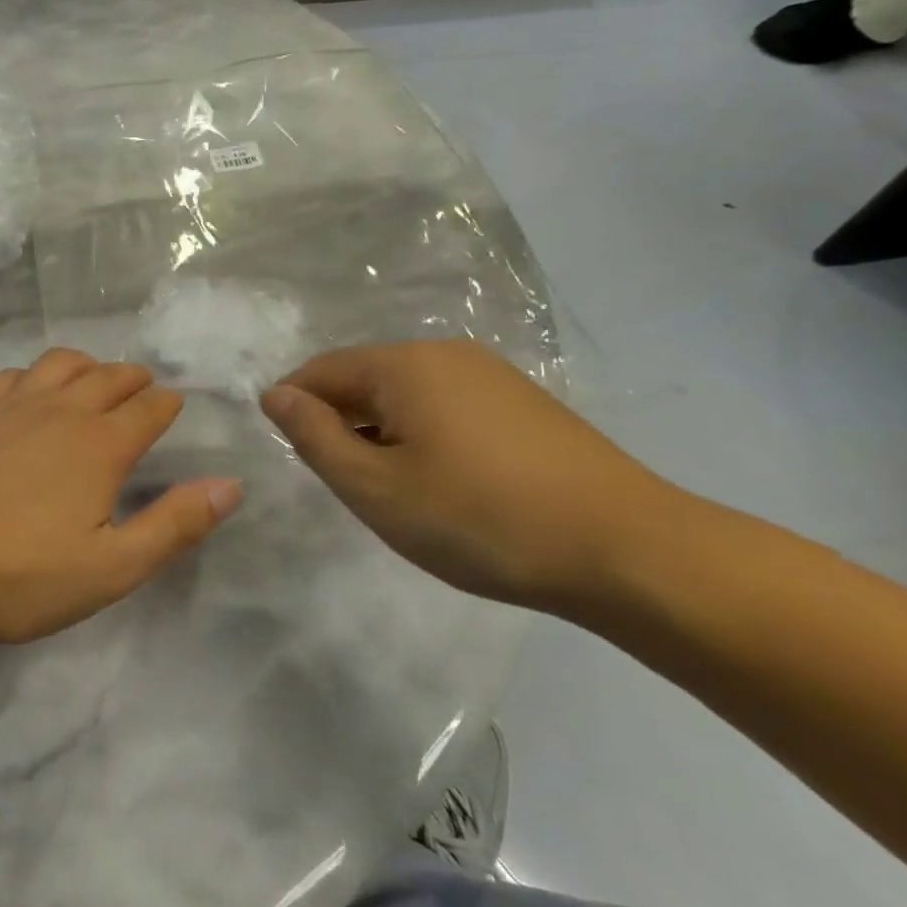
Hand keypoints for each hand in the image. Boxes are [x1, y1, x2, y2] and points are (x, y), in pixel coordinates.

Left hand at [0, 349, 242, 646]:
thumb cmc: (21, 574)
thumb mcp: (111, 567)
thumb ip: (174, 524)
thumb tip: (230, 485)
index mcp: (100, 445)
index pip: (148, 409)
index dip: (167, 404)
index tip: (174, 405)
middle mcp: (61, 410)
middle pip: (108, 376)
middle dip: (133, 379)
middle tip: (142, 388)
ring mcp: (11, 404)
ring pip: (60, 363)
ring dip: (86, 365)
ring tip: (92, 379)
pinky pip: (11, 375)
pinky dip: (33, 375)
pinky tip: (27, 391)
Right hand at [260, 340, 694, 613]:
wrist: (631, 552)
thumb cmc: (481, 519)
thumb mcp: (375, 488)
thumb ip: (315, 437)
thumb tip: (275, 395)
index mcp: (403, 365)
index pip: (321, 370)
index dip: (292, 406)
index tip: (292, 454)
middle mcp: (445, 353)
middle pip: (364, 378)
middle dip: (340, 421)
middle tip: (344, 482)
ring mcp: (491, 375)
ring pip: (406, 393)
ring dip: (381, 430)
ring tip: (393, 488)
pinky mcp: (524, 403)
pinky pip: (446, 405)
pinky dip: (423, 434)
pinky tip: (444, 481)